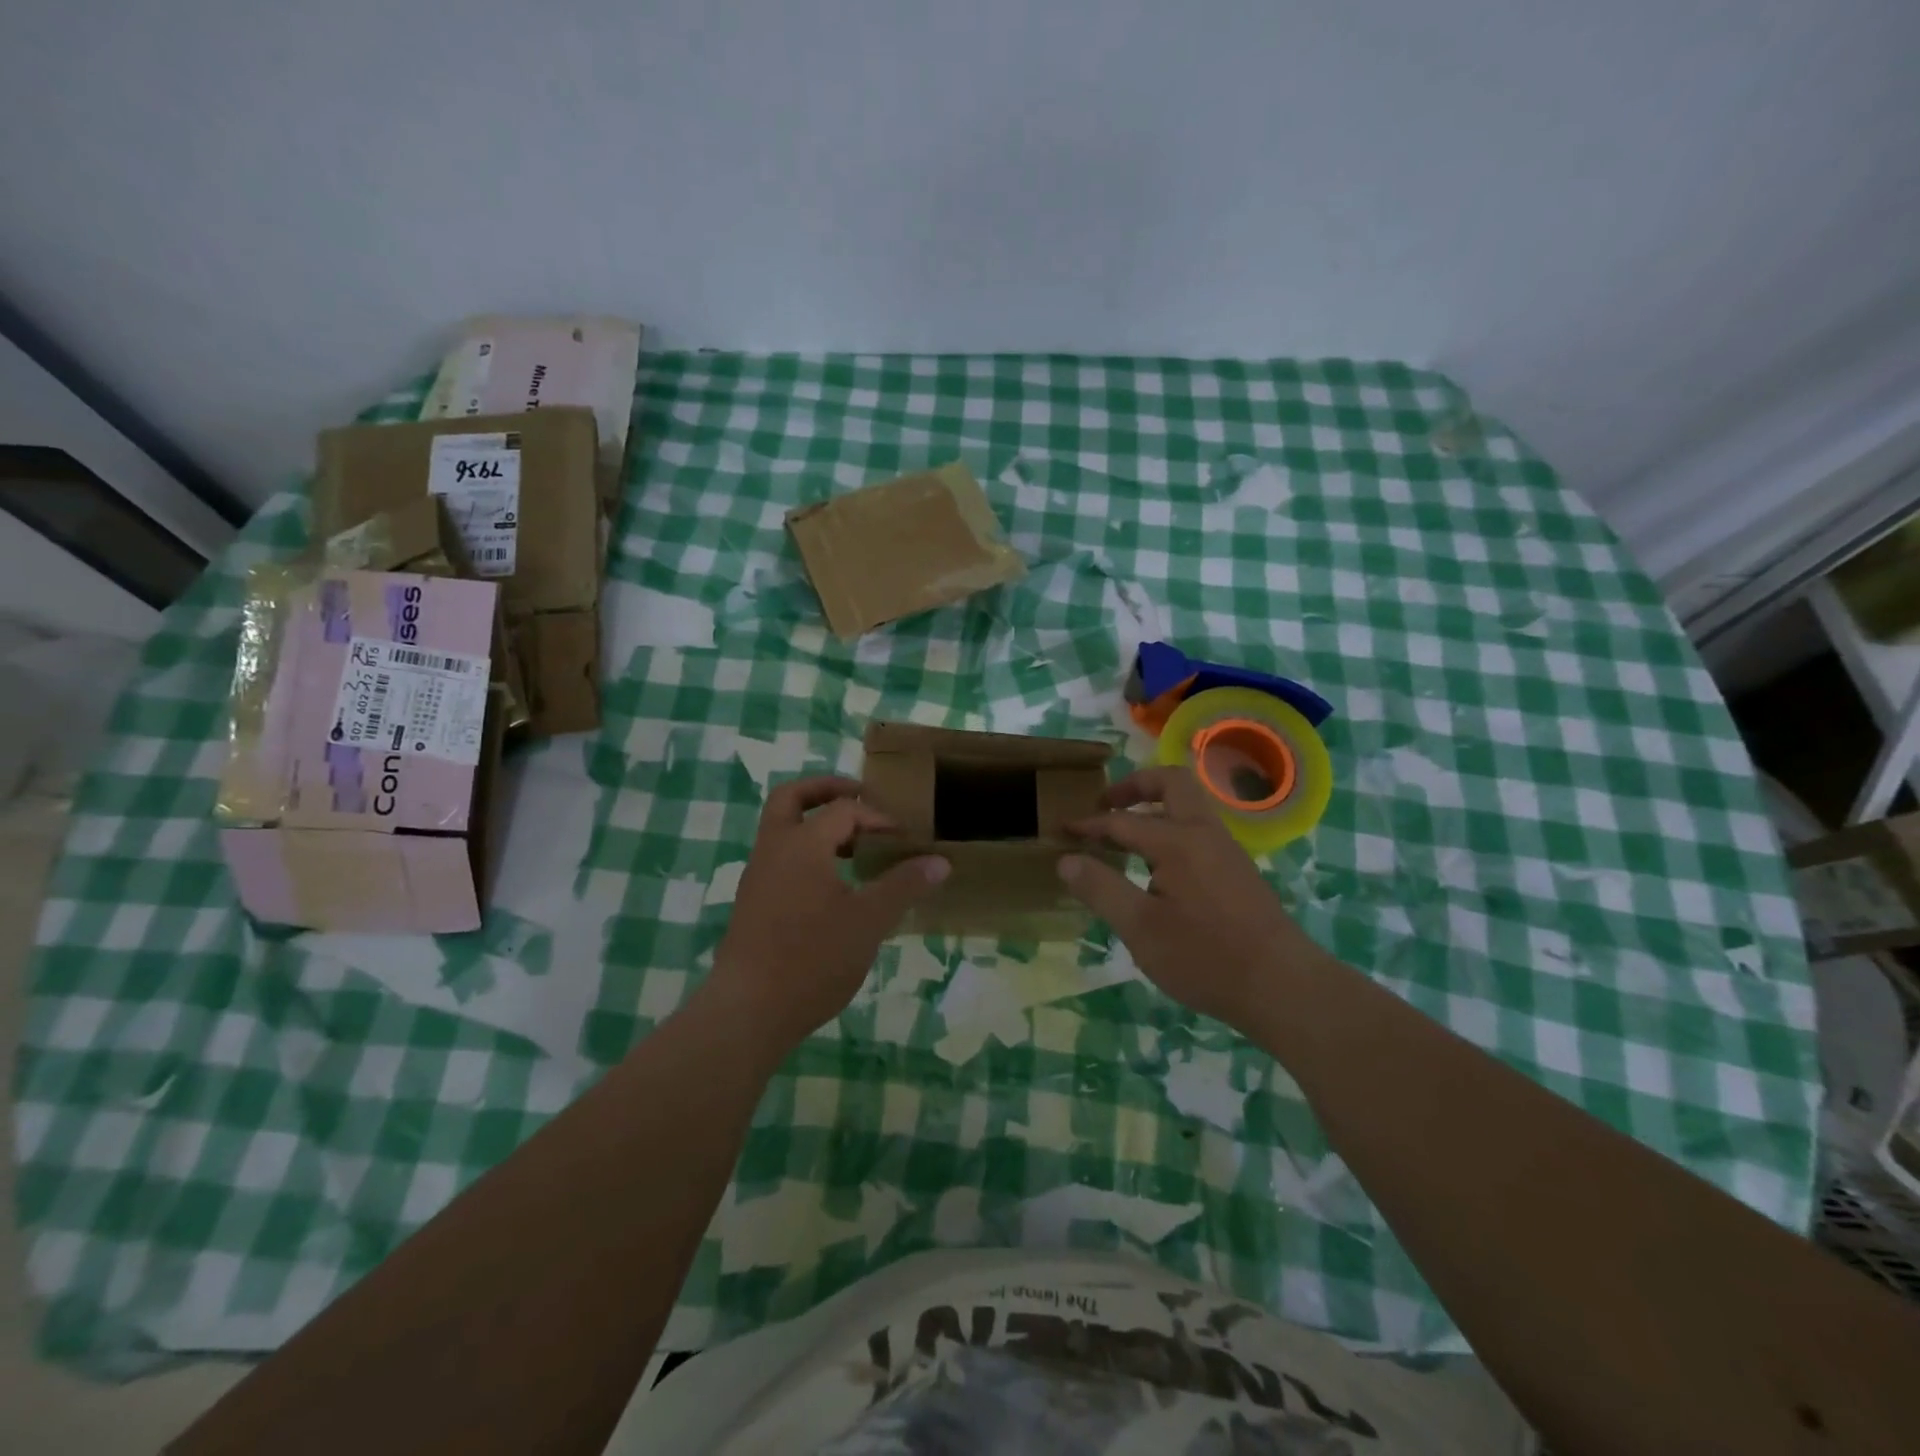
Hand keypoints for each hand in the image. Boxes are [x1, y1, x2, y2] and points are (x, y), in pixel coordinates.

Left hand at [707, 776, 947, 1058]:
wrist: (749, 1011)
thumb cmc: (813, 959)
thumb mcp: (869, 921)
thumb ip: (904, 885)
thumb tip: (940, 862)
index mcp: (802, 844)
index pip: (844, 809)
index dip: (878, 817)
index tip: (904, 840)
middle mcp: (773, 849)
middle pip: (792, 798)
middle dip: (826, 790)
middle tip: (861, 798)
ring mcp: (758, 875)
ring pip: (782, 828)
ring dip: (816, 824)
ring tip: (855, 845)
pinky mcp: (753, 901)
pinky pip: (780, 857)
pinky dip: (806, 852)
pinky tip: (833, 884)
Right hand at [1059, 766, 1328, 1024]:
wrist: (1283, 986)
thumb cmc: (1205, 957)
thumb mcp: (1140, 928)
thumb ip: (1101, 889)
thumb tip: (1066, 860)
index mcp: (1178, 841)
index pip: (1123, 821)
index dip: (1088, 825)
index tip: (1061, 831)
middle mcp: (1205, 833)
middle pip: (1171, 783)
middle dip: (1134, 786)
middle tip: (1105, 806)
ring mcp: (1227, 850)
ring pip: (1189, 805)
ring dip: (1155, 807)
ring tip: (1124, 836)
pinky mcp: (1238, 871)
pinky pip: (1198, 830)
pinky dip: (1171, 829)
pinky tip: (1156, 867)